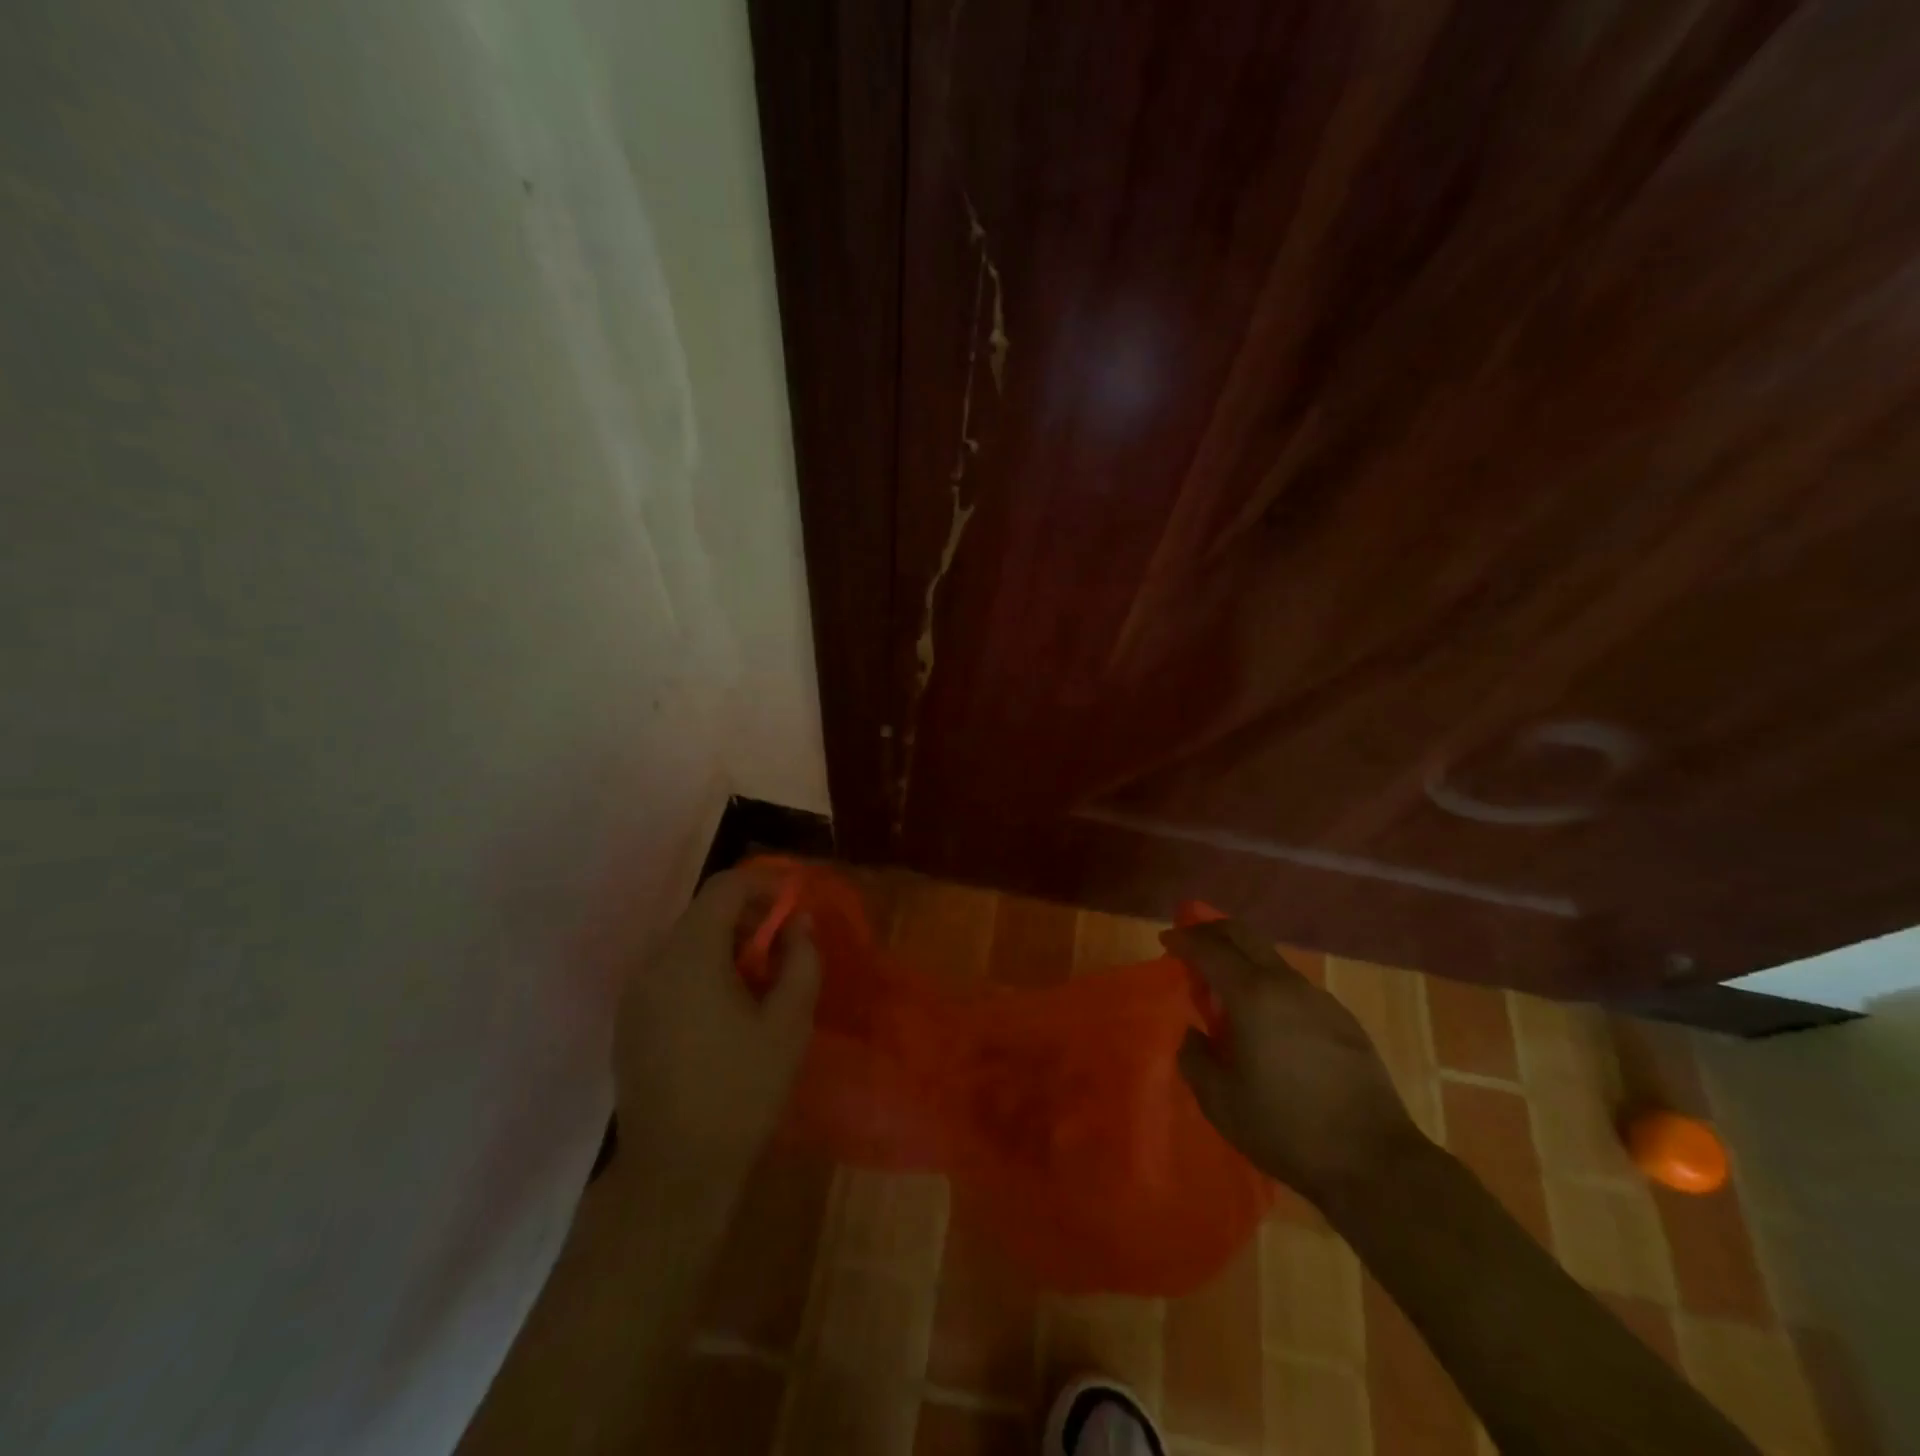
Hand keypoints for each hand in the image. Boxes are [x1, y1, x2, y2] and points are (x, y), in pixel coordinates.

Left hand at [612, 865, 819, 1203]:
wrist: (675, 1173)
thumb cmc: (741, 1091)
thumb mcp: (789, 1023)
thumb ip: (801, 960)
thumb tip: (799, 922)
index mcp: (689, 956)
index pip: (725, 887)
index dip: (764, 883)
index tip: (796, 900)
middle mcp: (653, 964)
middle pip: (704, 913)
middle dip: (749, 916)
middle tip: (786, 944)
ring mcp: (635, 995)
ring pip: (686, 943)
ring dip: (727, 944)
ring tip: (762, 979)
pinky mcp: (630, 1022)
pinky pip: (671, 973)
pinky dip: (704, 969)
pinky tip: (728, 1009)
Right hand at [1164, 918, 1422, 1208]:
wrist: (1374, 1161)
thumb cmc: (1286, 1127)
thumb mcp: (1220, 1101)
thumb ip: (1195, 1058)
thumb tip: (1193, 1034)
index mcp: (1252, 995)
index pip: (1210, 948)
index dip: (1184, 940)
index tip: (1166, 942)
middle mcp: (1287, 984)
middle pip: (1244, 935)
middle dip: (1212, 931)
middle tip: (1191, 944)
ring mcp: (1320, 1000)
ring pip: (1272, 959)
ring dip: (1243, 960)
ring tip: (1227, 990)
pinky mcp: (1344, 1021)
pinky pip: (1295, 987)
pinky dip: (1270, 986)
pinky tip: (1268, 1022)